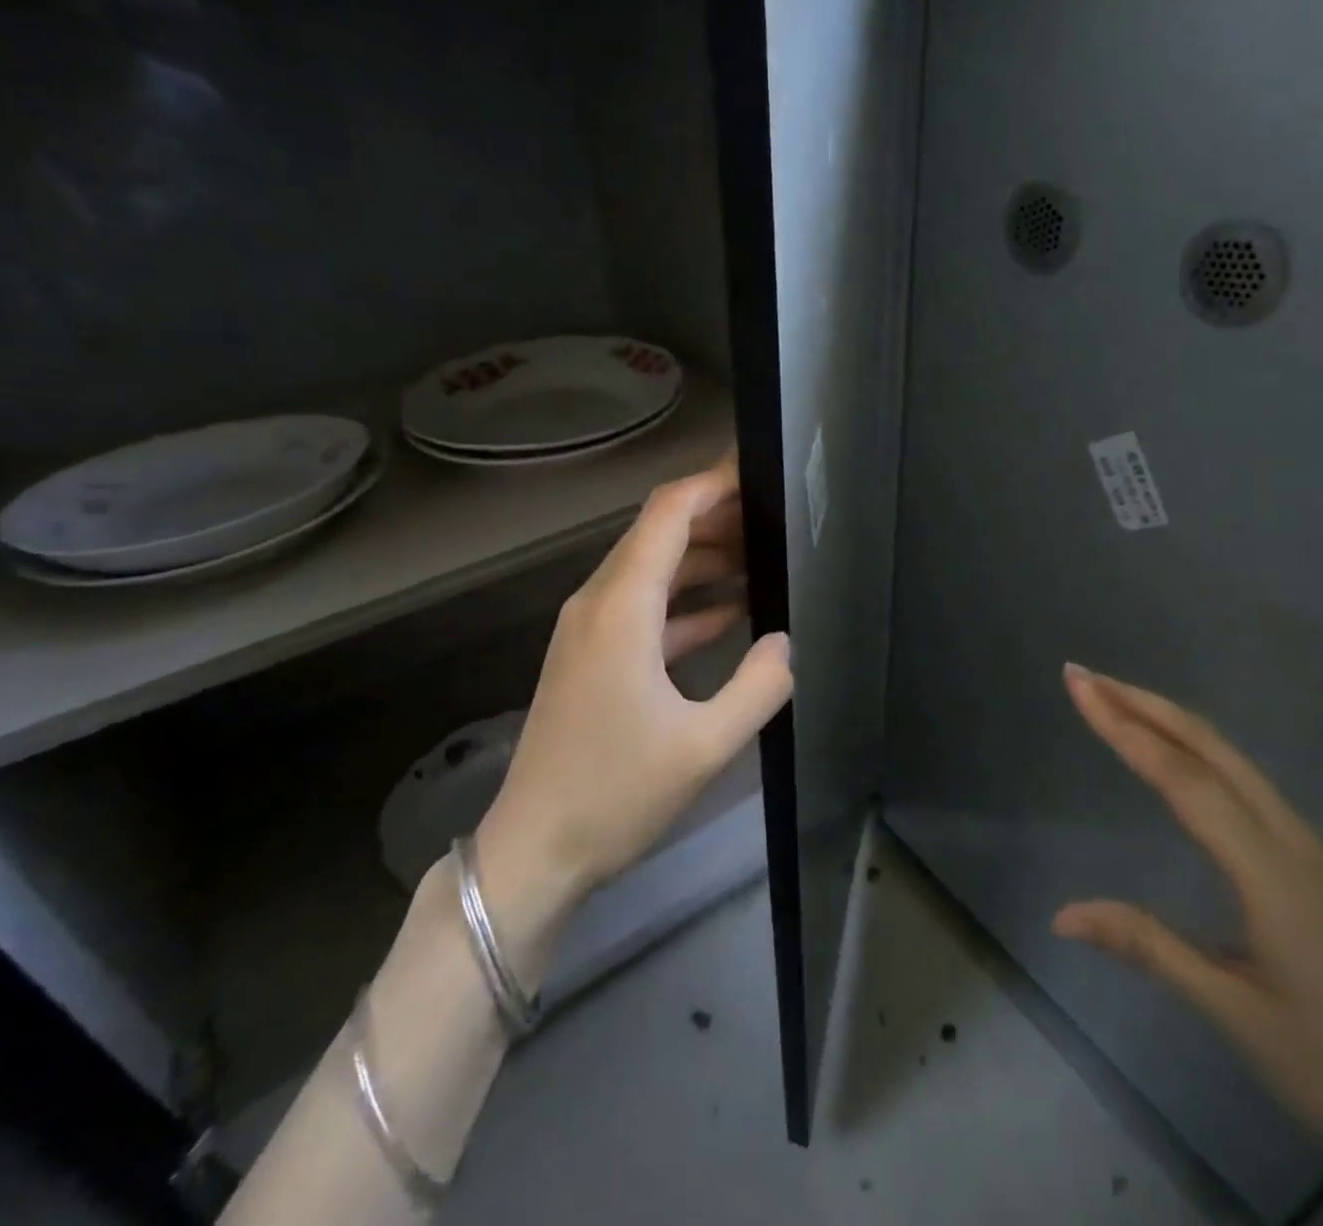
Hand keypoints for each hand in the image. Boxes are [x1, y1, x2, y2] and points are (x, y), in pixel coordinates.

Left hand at [476, 459, 792, 970]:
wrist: (535, 851)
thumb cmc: (616, 794)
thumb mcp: (704, 745)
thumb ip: (758, 685)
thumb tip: (786, 642)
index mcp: (621, 608)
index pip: (668, 514)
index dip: (712, 484)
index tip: (758, 472)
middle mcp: (598, 603)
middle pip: (658, 534)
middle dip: (716, 518)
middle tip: (774, 518)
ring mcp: (589, 630)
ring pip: (651, 570)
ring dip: (703, 560)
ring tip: (762, 559)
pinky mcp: (590, 657)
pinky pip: (643, 608)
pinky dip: (685, 602)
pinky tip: (729, 613)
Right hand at [1053, 664, 1322, 1225]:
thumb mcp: (1235, 1015)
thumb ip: (1148, 947)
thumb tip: (1062, 914)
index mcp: (1271, 869)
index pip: (1181, 777)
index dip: (1123, 726)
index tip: (1079, 685)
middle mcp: (1292, 839)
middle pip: (1210, 748)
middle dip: (1143, 704)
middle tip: (1084, 675)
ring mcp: (1310, 847)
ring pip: (1231, 759)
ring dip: (1169, 720)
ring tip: (1116, 699)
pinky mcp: (1316, 862)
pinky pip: (1245, 782)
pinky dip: (1196, 749)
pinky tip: (1177, 756)